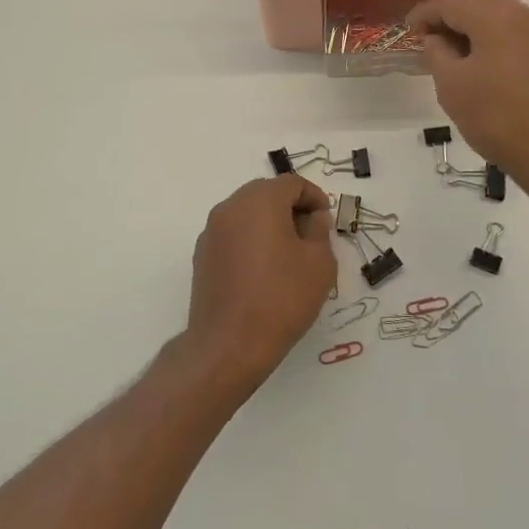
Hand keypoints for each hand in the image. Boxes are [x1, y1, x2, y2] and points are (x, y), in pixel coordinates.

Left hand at [182, 175, 337, 391]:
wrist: (228, 345)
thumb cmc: (281, 298)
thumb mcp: (319, 263)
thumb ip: (320, 231)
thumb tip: (313, 218)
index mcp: (261, 200)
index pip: (293, 183)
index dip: (315, 197)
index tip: (326, 221)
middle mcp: (231, 206)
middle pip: (267, 193)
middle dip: (291, 208)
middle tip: (311, 236)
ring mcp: (212, 230)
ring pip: (248, 214)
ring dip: (269, 224)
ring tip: (288, 255)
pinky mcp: (202, 255)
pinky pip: (233, 235)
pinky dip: (251, 241)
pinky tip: (263, 271)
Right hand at [409, 0, 528, 190]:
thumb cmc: (498, 118)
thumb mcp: (452, 86)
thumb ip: (437, 52)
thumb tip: (436, 38)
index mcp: (498, 16)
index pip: (451, 4)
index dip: (425, 15)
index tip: (407, 29)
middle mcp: (527, 14)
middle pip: (478, 6)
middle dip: (450, 21)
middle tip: (427, 42)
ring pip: (500, 20)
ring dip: (474, 32)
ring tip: (452, 56)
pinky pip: (517, 36)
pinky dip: (495, 43)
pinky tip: (482, 66)